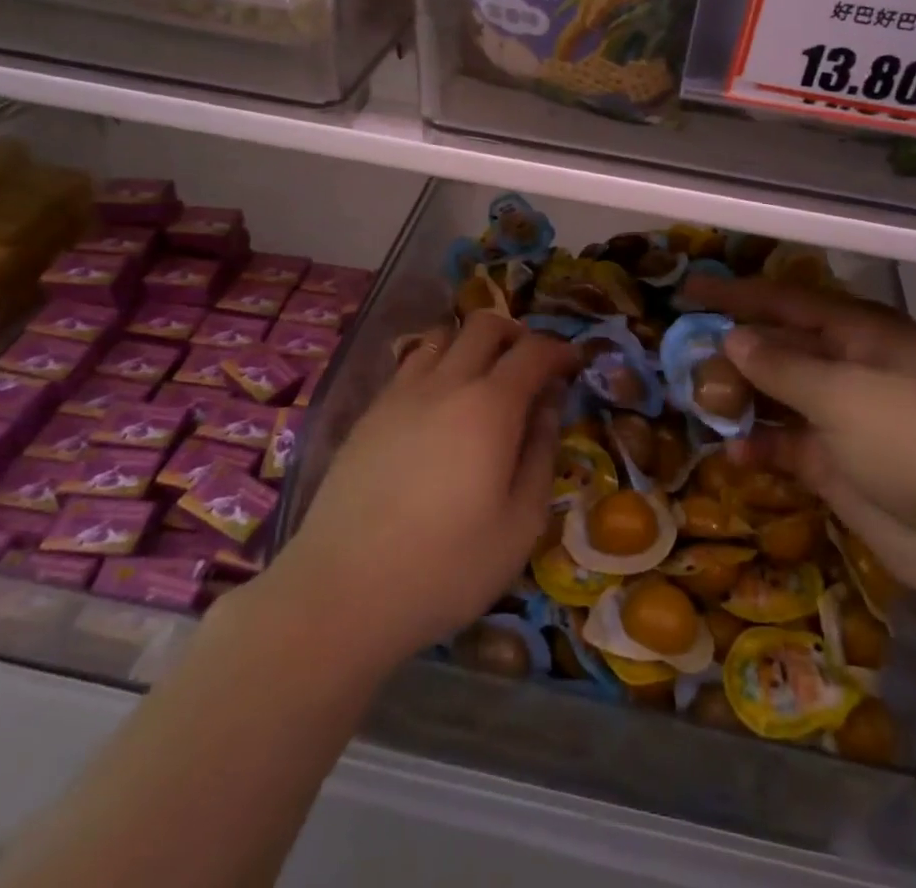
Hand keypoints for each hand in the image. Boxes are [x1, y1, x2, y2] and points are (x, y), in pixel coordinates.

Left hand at [266, 312, 577, 669]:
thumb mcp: (521, 524)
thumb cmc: (447, 566)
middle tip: (530, 366)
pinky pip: (410, 365)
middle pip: (484, 325)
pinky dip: (437, 366)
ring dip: (471, 344)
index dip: (559, 351)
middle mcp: (446, 383)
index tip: (573, 365)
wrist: (343, 590)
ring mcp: (401, 393)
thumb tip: (548, 406)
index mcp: (490, 406)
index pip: (533, 352)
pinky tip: (438, 407)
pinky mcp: (369, 413)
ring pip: (442, 337)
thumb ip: (541, 454)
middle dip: (517, 334)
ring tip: (483, 379)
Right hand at [682, 273, 915, 616]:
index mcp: (860, 332)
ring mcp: (843, 417)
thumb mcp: (843, 394)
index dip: (735, 295)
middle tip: (682, 361)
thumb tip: (732, 337)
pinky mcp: (837, 464)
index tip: (688, 292)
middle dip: (732, 352)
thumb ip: (780, 365)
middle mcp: (849, 366)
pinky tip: (733, 455)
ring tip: (698, 405)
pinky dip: (760, 446)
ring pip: (776, 396)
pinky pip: (786, 444)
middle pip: (778, 347)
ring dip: (740, 400)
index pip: (786, 300)